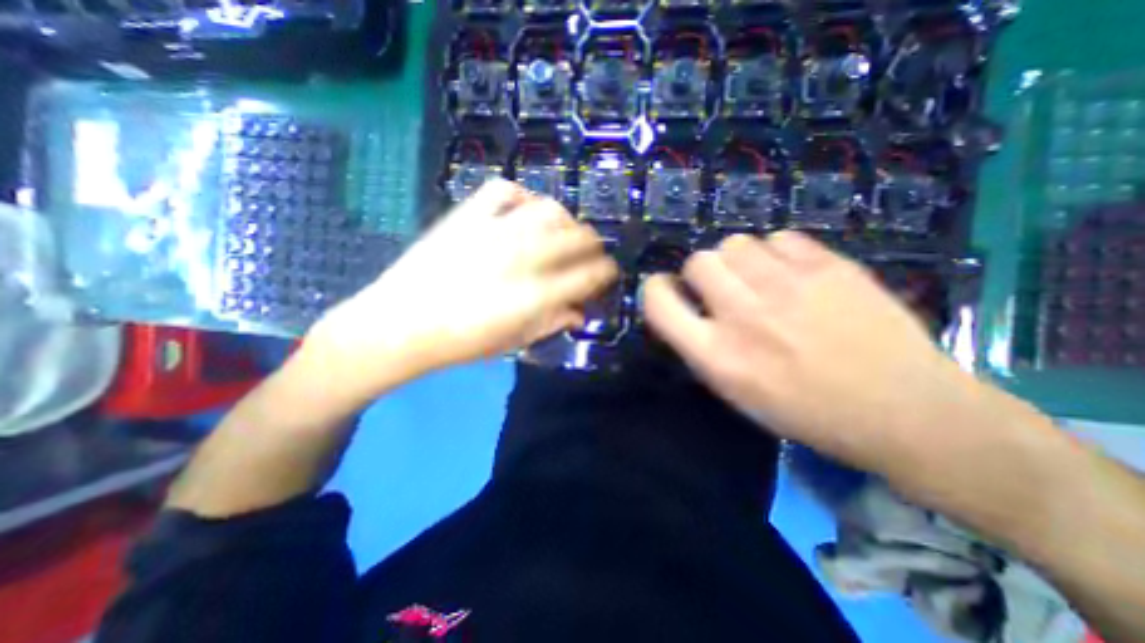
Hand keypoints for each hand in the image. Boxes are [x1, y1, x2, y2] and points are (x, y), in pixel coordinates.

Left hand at [309, 179, 617, 391]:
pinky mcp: (467, 216)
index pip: (590, 275)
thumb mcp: (514, 342)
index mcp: (535, 295)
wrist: (398, 325)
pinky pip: (503, 190)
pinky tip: (523, 212)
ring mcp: (493, 232)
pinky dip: (521, 196)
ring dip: (565, 220)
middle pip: (577, 237)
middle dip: (593, 244)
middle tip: (590, 253)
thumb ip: (552, 323)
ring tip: (561, 231)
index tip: (607, 273)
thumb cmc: (460, 342)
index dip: (606, 272)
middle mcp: (522, 258)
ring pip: (549, 209)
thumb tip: (580, 311)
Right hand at [640, 234, 1024, 490]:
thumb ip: (701, 346)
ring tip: (760, 280)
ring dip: (738, 261)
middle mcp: (743, 315)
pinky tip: (793, 274)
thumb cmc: (806, 411)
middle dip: (702, 273)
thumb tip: (687, 307)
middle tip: (723, 289)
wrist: (904, 411)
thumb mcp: (735, 393)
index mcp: (716, 355)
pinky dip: (777, 253)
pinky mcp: (828, 266)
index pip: (659, 302)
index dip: (655, 289)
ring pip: (735, 243)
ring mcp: (787, 286)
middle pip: (698, 261)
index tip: (667, 289)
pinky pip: (779, 238)